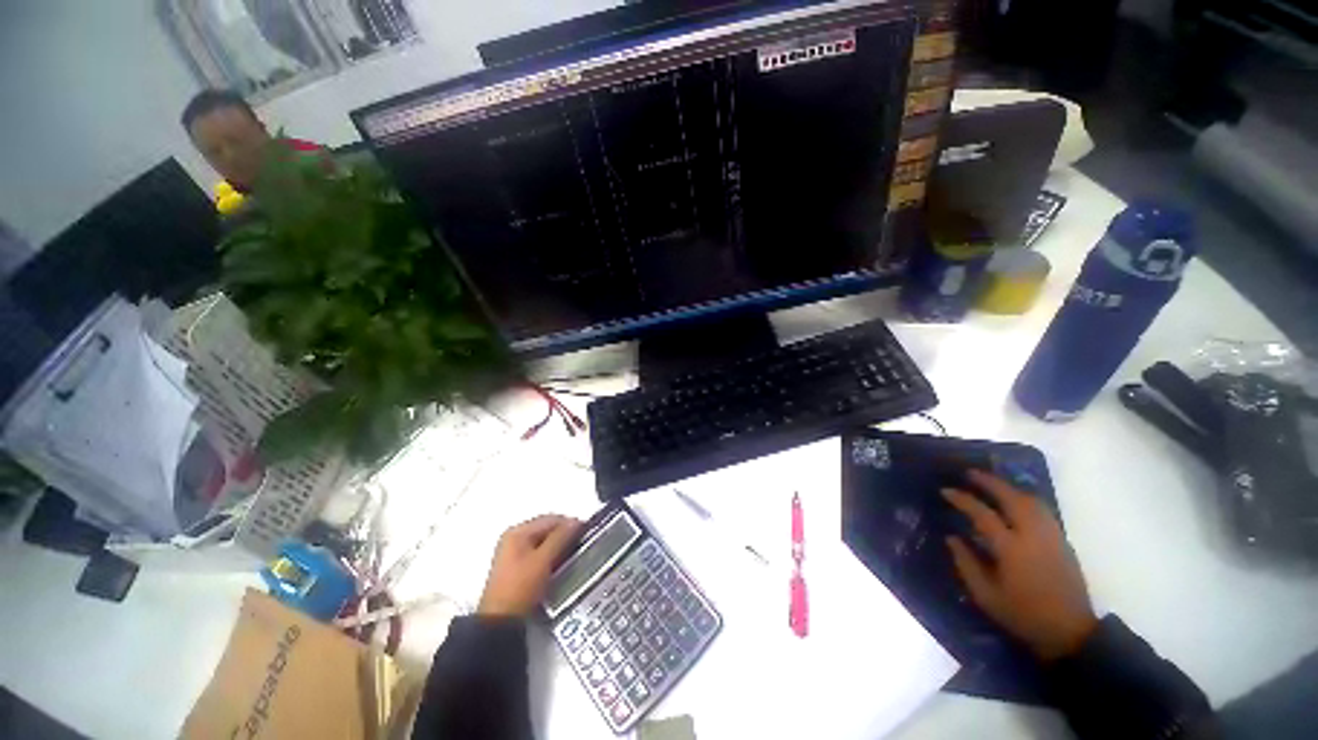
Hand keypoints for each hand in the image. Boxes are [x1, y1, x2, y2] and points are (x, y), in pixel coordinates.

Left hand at [478, 515, 581, 616]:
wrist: (500, 622)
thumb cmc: (521, 587)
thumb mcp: (544, 560)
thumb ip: (561, 537)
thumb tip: (576, 522)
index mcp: (518, 531)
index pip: (551, 519)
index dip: (570, 524)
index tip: (586, 532)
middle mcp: (513, 537)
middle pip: (546, 528)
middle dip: (564, 535)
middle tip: (580, 544)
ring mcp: (512, 552)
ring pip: (543, 541)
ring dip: (558, 546)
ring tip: (572, 555)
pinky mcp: (515, 567)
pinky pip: (537, 553)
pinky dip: (550, 555)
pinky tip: (558, 565)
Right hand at [944, 470, 1098, 660]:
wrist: (1070, 632)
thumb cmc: (1023, 614)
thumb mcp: (986, 596)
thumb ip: (966, 564)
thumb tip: (952, 538)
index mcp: (1011, 549)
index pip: (982, 514)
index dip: (963, 499)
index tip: (946, 490)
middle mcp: (1033, 536)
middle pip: (1012, 498)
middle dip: (990, 482)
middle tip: (970, 474)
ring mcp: (1051, 537)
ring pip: (1031, 501)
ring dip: (1010, 488)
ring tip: (993, 484)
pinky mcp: (1062, 542)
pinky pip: (1042, 511)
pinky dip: (1026, 499)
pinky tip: (1016, 502)